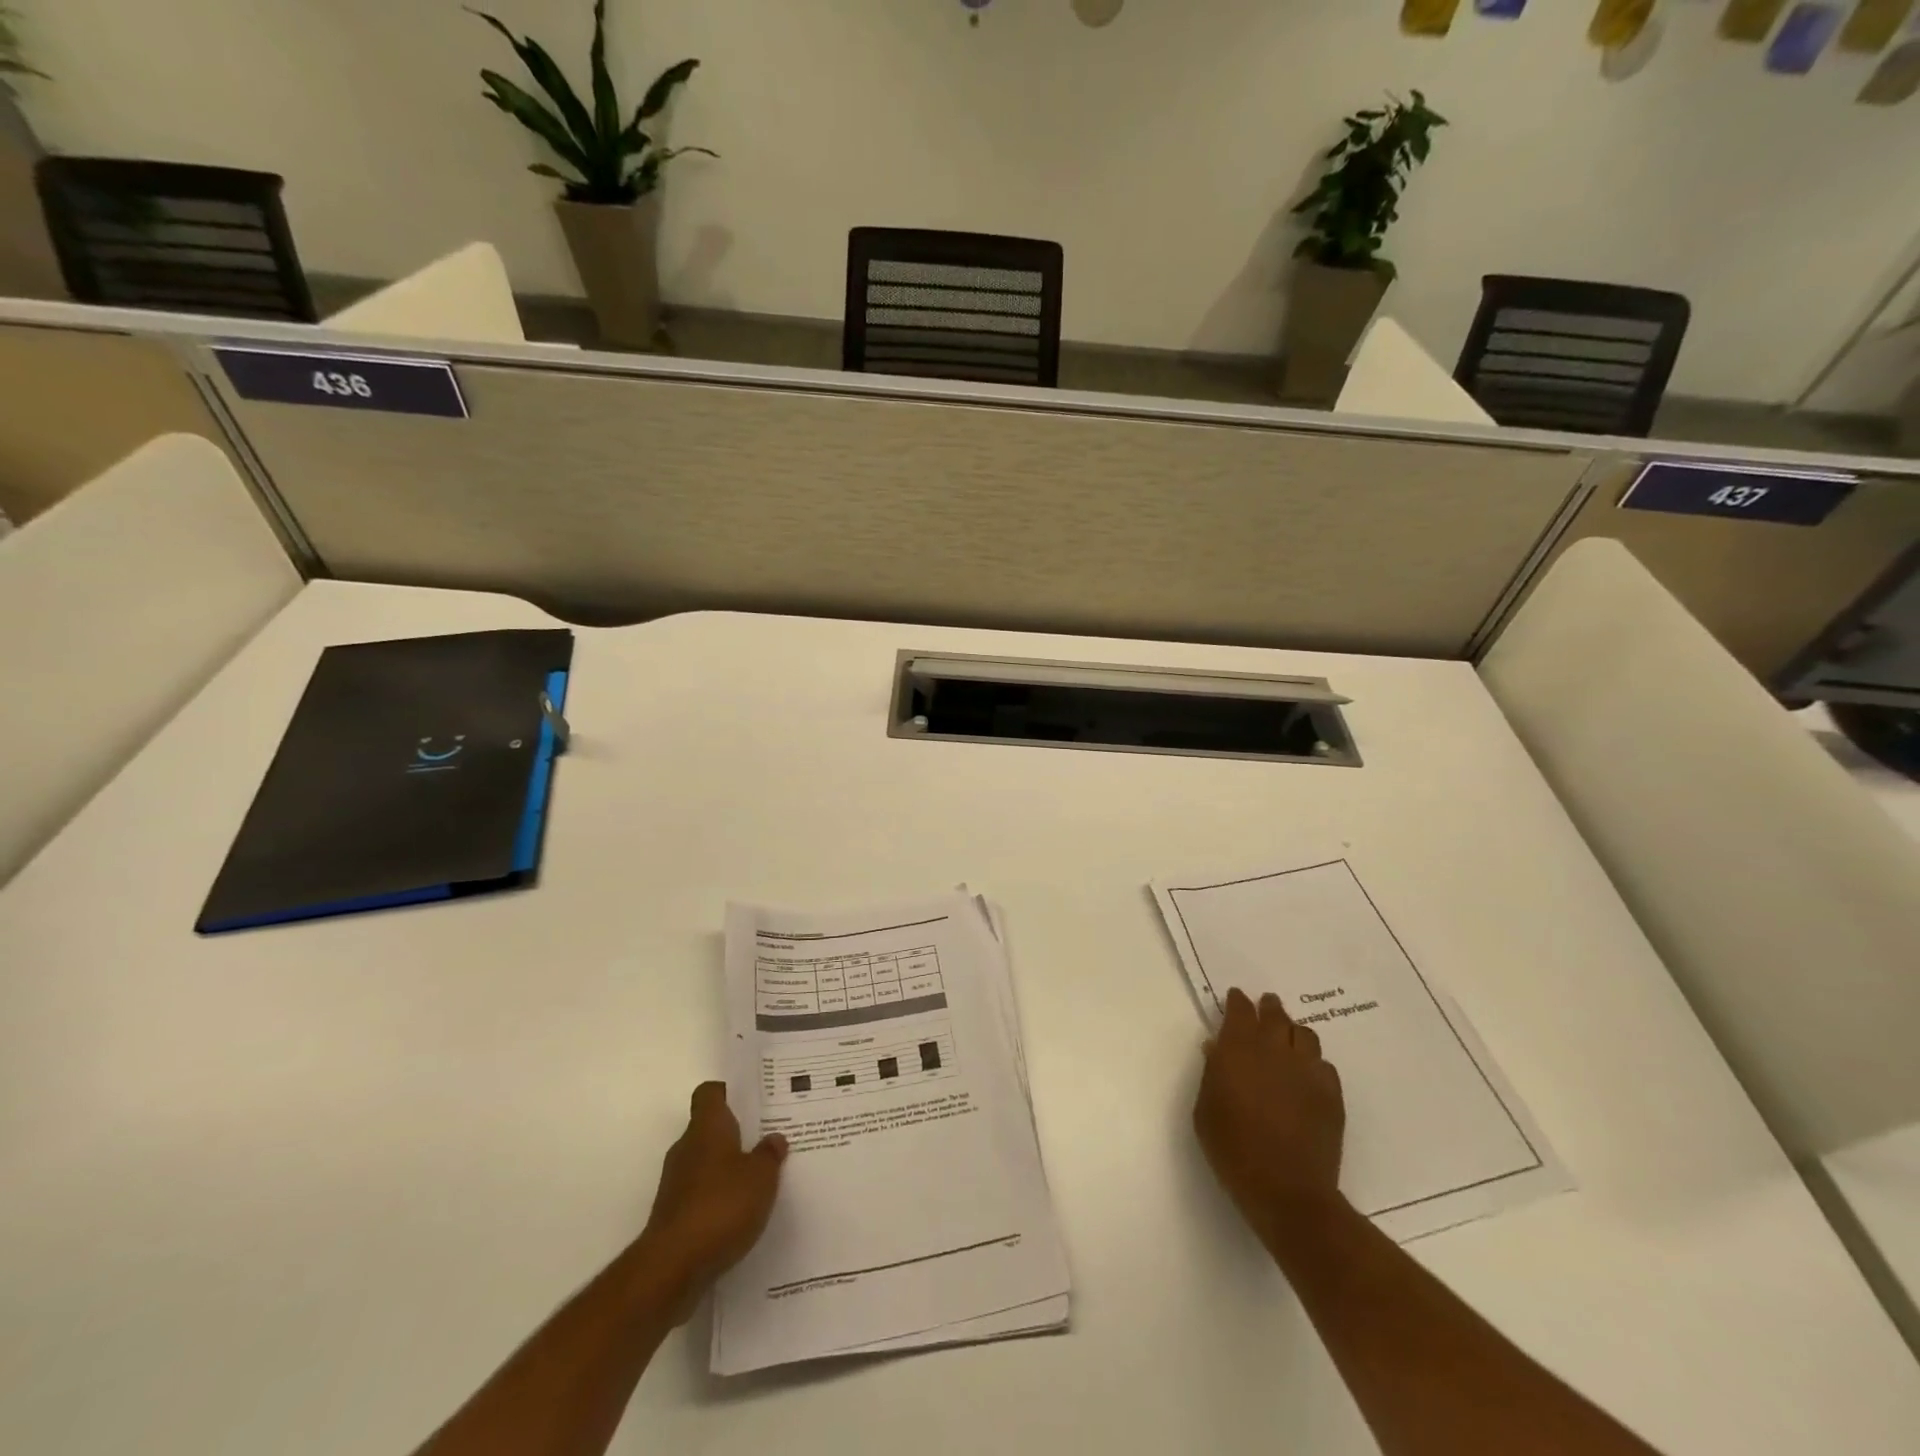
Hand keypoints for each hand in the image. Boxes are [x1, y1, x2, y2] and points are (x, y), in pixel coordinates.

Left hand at [638, 1082, 787, 1318]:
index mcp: (706, 1127)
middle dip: (736, 1134)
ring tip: (760, 1178)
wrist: (672, 1267)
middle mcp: (687, 1148)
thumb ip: (769, 1154)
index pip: (710, 1093)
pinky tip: (742, 1212)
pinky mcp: (674, 1214)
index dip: (728, 1093)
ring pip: (706, 1163)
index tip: (751, 1101)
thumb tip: (774, 1138)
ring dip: (728, 1169)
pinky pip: (701, 1193)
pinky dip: (718, 1198)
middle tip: (767, 1139)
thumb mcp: (761, 1176)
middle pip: (710, 1128)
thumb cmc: (721, 1206)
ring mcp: (676, 1182)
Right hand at [1193, 987, 1346, 1251]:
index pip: (1240, 1010)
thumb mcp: (1205, 1109)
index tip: (1235, 998)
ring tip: (1287, 1039)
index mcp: (1239, 1049)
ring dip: (1293, 1031)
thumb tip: (1217, 1048)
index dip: (1238, 1002)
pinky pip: (1324, 1065)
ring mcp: (1307, 1071)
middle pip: (1275, 1015)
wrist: (1286, 1190)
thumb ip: (1212, 1073)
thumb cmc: (1232, 1148)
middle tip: (1266, 1007)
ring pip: (1304, 1034)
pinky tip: (1307, 1075)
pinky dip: (1313, 1062)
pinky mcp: (1332, 1094)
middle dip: (1268, 1008)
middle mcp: (1275, 1050)